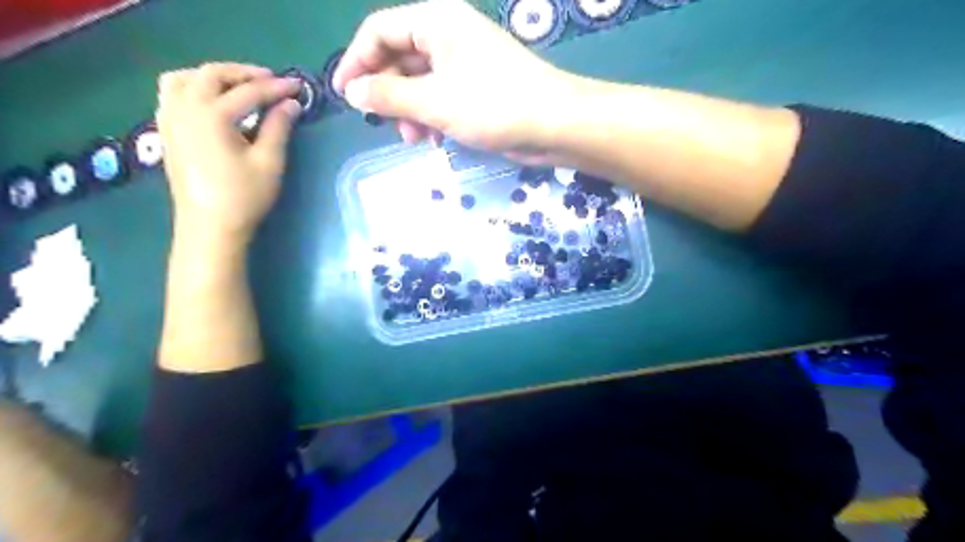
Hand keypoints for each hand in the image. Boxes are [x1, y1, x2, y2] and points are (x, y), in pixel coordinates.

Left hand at [156, 62, 300, 248]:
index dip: (276, 87)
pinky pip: (172, 94)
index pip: (249, 92)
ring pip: (185, 78)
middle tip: (271, 81)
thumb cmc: (244, 197)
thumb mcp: (269, 162)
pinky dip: (193, 87)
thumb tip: (291, 104)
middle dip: (244, 73)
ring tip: (238, 86)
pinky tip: (211, 102)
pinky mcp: (167, 131)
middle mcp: (185, 108)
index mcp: (211, 115)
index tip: (298, 86)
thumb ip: (279, 128)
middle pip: (212, 74)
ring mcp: (170, 118)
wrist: (209, 227)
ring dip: (213, 76)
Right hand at [336, 1, 578, 159]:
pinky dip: (432, 116)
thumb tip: (353, 92)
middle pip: (399, 58)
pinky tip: (434, 139)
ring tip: (414, 139)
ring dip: (410, 111)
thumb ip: (389, 95)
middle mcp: (448, 35)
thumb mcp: (434, 102)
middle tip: (385, 124)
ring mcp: (464, 62)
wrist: (554, 124)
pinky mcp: (476, 87)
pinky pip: (441, 96)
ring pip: (420, 82)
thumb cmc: (493, 105)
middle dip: (389, 93)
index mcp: (436, 21)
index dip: (356, 61)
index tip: (344, 95)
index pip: (380, 31)